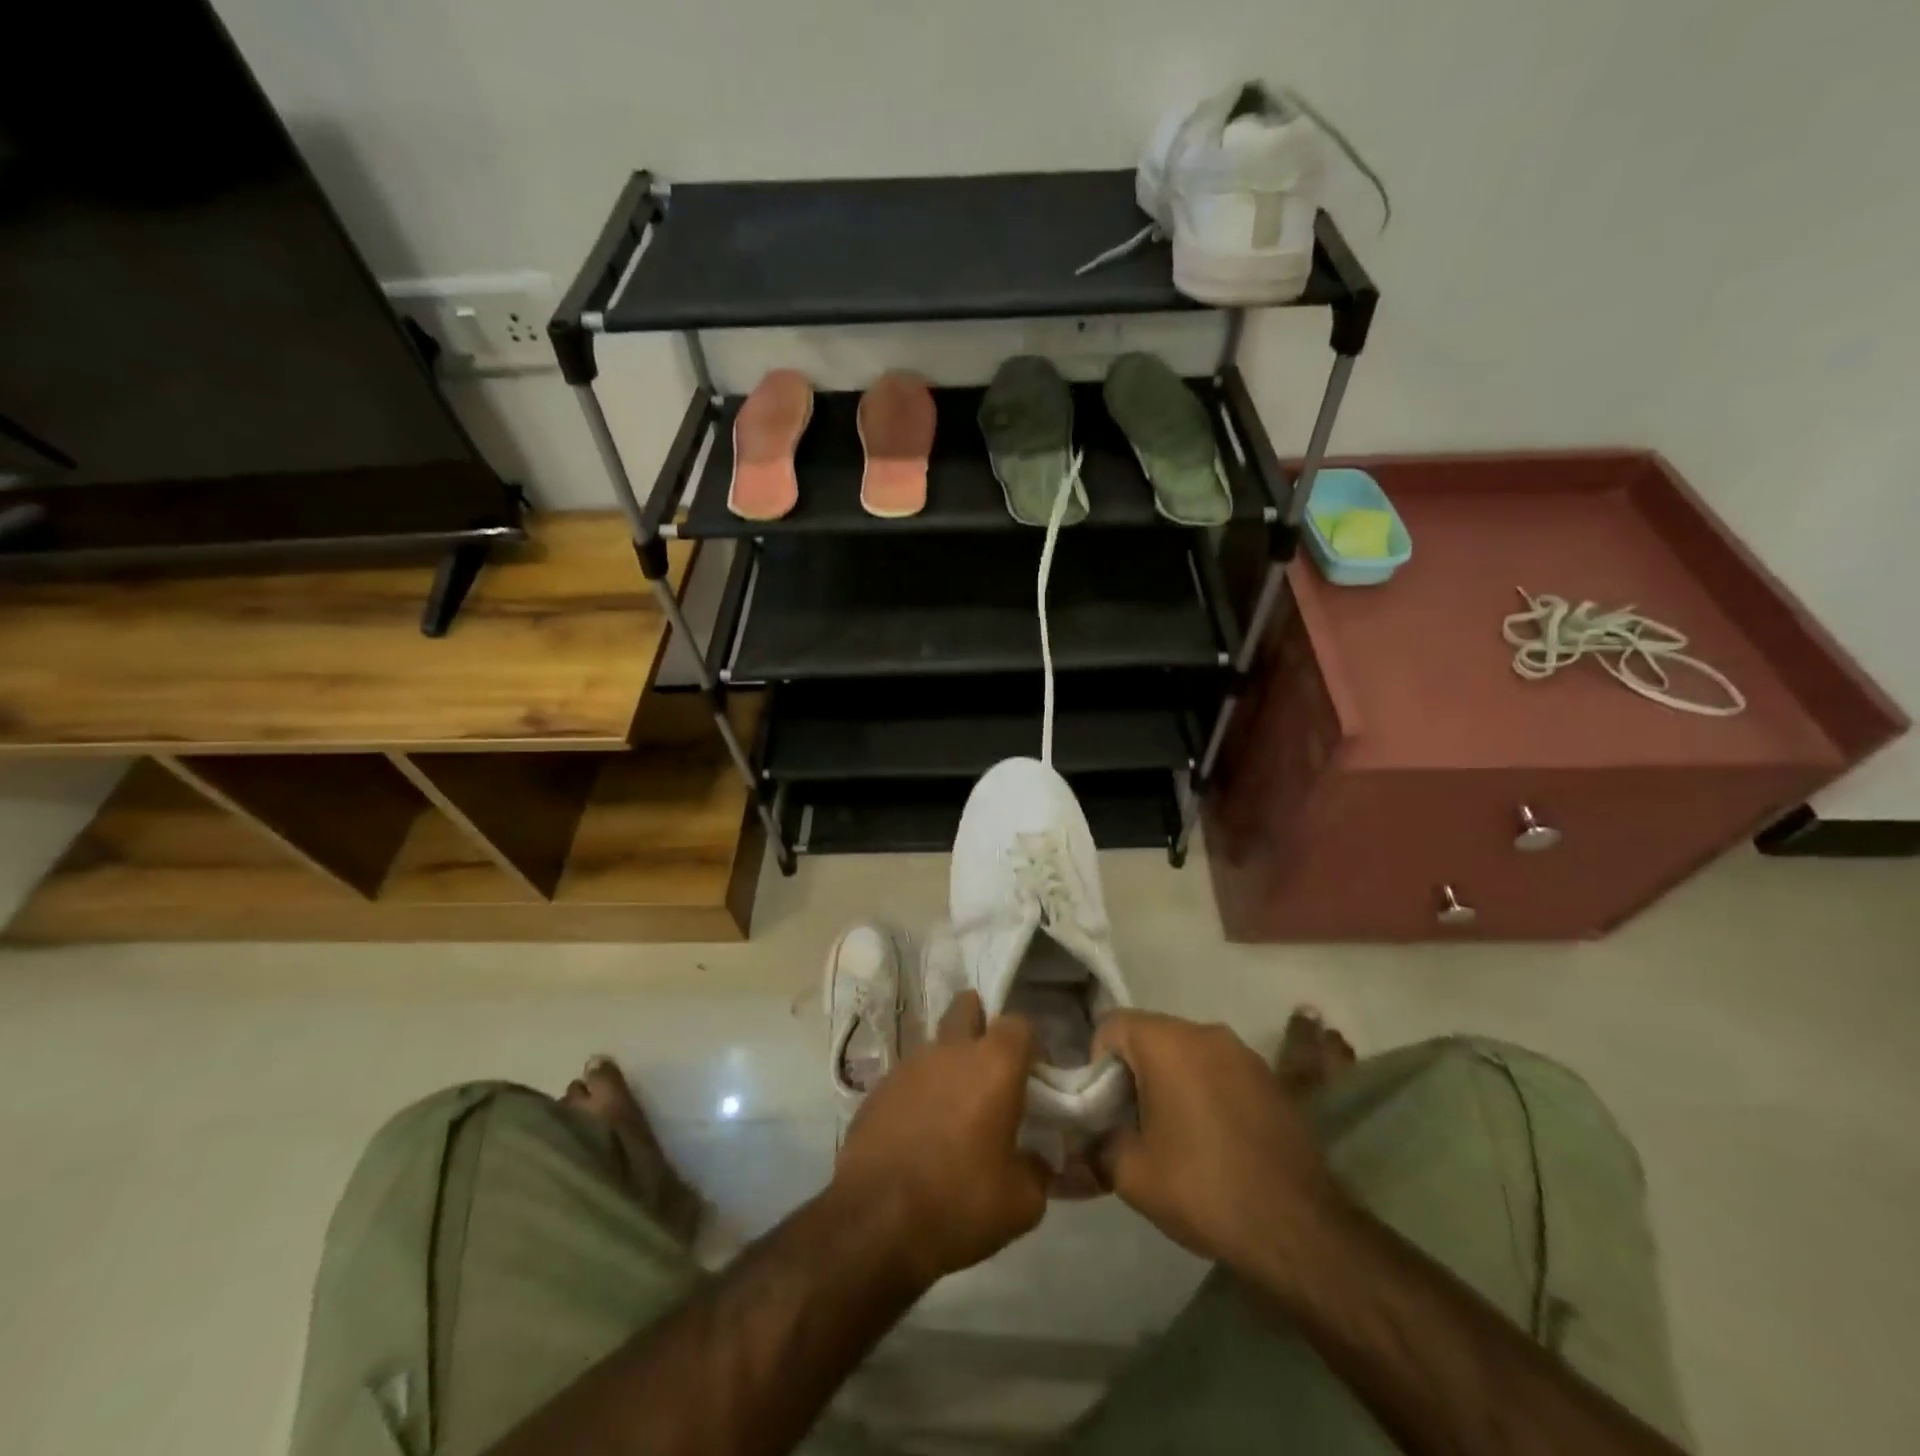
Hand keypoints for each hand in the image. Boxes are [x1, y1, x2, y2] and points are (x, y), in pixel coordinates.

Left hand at [834, 991, 1047, 1285]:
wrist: (875, 1222)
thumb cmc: (959, 1203)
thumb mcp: (1021, 1203)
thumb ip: (1038, 1171)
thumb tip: (1037, 1161)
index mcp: (993, 1065)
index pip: (1018, 1024)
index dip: (1028, 1045)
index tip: (1032, 1076)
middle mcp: (950, 1051)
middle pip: (967, 1007)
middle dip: (980, 1022)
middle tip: (989, 1066)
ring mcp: (908, 1065)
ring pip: (936, 1044)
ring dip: (948, 1064)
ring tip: (954, 1110)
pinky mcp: (878, 1088)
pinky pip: (909, 1077)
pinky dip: (920, 1093)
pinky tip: (921, 1131)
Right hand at [1093, 1011, 1341, 1273]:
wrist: (1298, 1228)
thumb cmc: (1204, 1189)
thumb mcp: (1131, 1174)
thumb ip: (1100, 1141)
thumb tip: (1094, 1135)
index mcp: (1166, 1042)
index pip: (1112, 1025)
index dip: (1097, 1062)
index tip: (1105, 1106)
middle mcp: (1205, 1032)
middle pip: (1151, 1034)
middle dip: (1134, 1070)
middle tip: (1133, 1121)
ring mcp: (1244, 1052)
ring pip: (1187, 1051)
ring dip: (1172, 1078)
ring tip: (1175, 1131)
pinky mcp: (1271, 1077)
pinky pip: (1220, 1069)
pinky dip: (1206, 1089)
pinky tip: (1214, 1136)